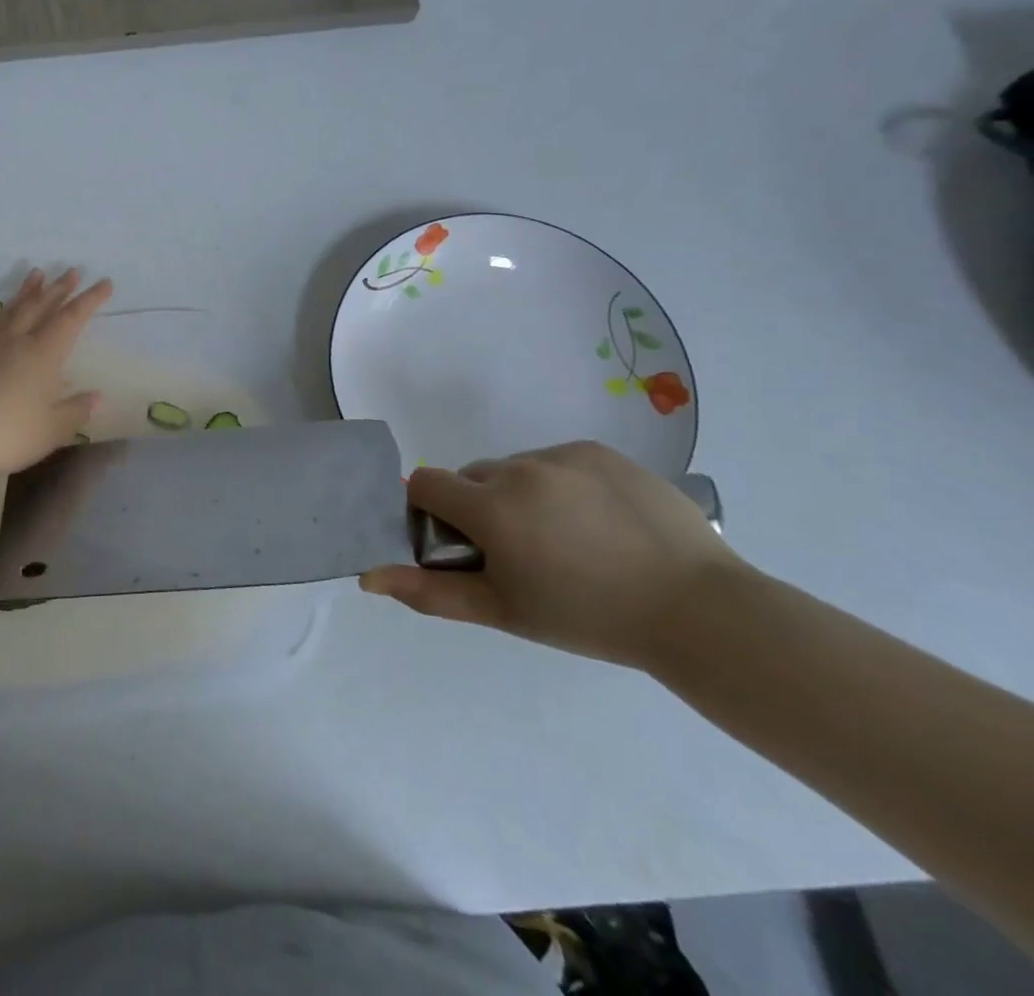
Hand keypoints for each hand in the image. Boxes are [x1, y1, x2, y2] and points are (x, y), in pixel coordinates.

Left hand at [0, 268, 111, 494]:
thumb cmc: (6, 434)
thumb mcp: (51, 431)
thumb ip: (74, 412)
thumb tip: (96, 397)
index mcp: (43, 355)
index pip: (71, 319)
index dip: (89, 300)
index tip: (105, 282)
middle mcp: (15, 341)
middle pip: (40, 307)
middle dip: (59, 288)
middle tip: (72, 270)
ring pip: (9, 311)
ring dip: (25, 292)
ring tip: (35, 274)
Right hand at [359, 441, 747, 668]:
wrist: (702, 613)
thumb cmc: (590, 618)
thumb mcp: (503, 611)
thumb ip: (429, 591)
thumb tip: (367, 577)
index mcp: (489, 506)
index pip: (425, 483)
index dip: (431, 511)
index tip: (461, 544)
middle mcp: (518, 468)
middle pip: (471, 477)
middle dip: (479, 507)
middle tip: (520, 552)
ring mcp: (562, 455)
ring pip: (514, 469)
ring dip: (520, 495)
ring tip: (567, 540)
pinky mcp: (599, 452)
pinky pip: (556, 461)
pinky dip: (560, 484)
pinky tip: (597, 521)